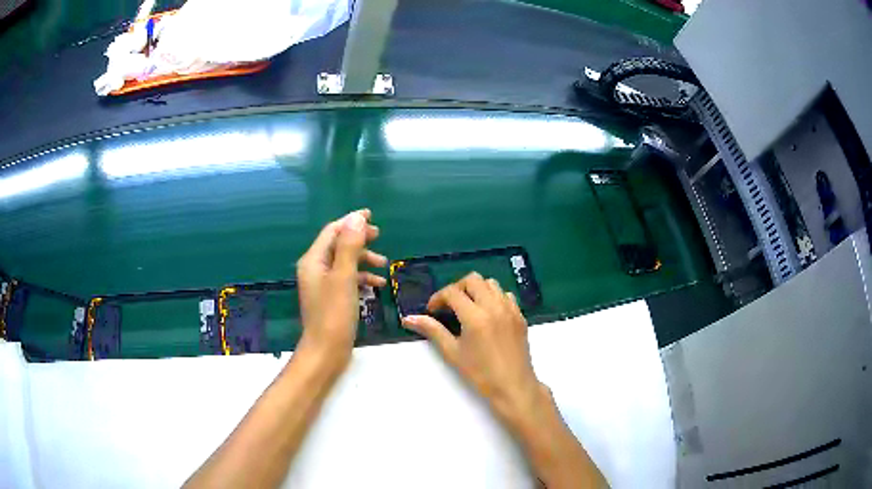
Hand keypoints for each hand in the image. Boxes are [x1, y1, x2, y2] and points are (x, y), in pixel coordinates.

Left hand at [296, 209, 386, 369]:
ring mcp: (322, 284)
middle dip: (359, 239)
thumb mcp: (344, 276)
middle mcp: (314, 269)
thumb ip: (350, 246)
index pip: (332, 231)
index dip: (351, 221)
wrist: (325, 351)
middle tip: (379, 236)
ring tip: (384, 264)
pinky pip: (346, 279)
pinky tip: (377, 284)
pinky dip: (361, 277)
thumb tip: (357, 218)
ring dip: (363, 260)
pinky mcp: (330, 298)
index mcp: (313, 260)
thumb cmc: (334, 313)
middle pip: (338, 244)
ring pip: (344, 262)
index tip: (372, 216)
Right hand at [401, 272, 545, 424]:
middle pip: (473, 279)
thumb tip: (408, 318)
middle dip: (457, 288)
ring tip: (468, 308)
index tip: (432, 311)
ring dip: (476, 290)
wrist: (513, 386)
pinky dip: (494, 297)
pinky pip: (506, 295)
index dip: (438, 298)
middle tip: (449, 306)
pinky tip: (488, 314)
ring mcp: (510, 309)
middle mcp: (494, 306)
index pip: (452, 292)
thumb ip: (432, 331)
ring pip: (491, 283)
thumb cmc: (480, 373)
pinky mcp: (520, 315)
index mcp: (475, 317)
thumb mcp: (452, 352)